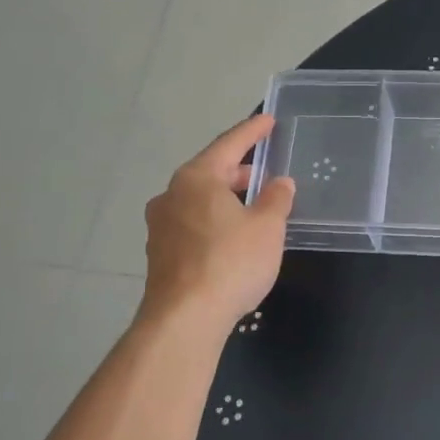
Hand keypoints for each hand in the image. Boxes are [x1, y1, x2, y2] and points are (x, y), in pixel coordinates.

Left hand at [141, 114, 294, 335]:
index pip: (229, 145)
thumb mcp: (267, 227)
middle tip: (264, 172)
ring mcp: (160, 226)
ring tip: (252, 207)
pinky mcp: (159, 254)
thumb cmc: (230, 262)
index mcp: (196, 178)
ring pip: (199, 201)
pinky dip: (214, 222)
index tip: (268, 121)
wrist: (185, 318)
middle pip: (209, 173)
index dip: (252, 132)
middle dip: (238, 172)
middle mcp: (171, 195)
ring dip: (225, 199)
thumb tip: (280, 183)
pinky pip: (192, 225)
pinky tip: (231, 237)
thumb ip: (277, 199)